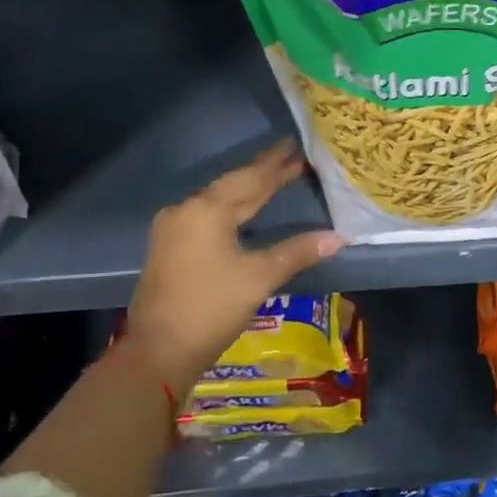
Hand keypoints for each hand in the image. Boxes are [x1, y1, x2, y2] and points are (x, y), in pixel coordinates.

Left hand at [120, 139, 343, 397]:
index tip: (295, 145)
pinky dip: (231, 209)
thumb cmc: (211, 308)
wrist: (158, 352)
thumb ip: (298, 251)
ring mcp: (174, 230)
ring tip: (273, 179)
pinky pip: (207, 216)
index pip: (250, 179)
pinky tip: (245, 210)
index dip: (275, 164)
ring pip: (218, 201)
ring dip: (247, 190)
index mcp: (207, 211)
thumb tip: (339, 237)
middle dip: (263, 173)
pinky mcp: (170, 248)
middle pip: (232, 186)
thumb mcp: (259, 277)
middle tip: (291, 157)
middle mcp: (186, 211)